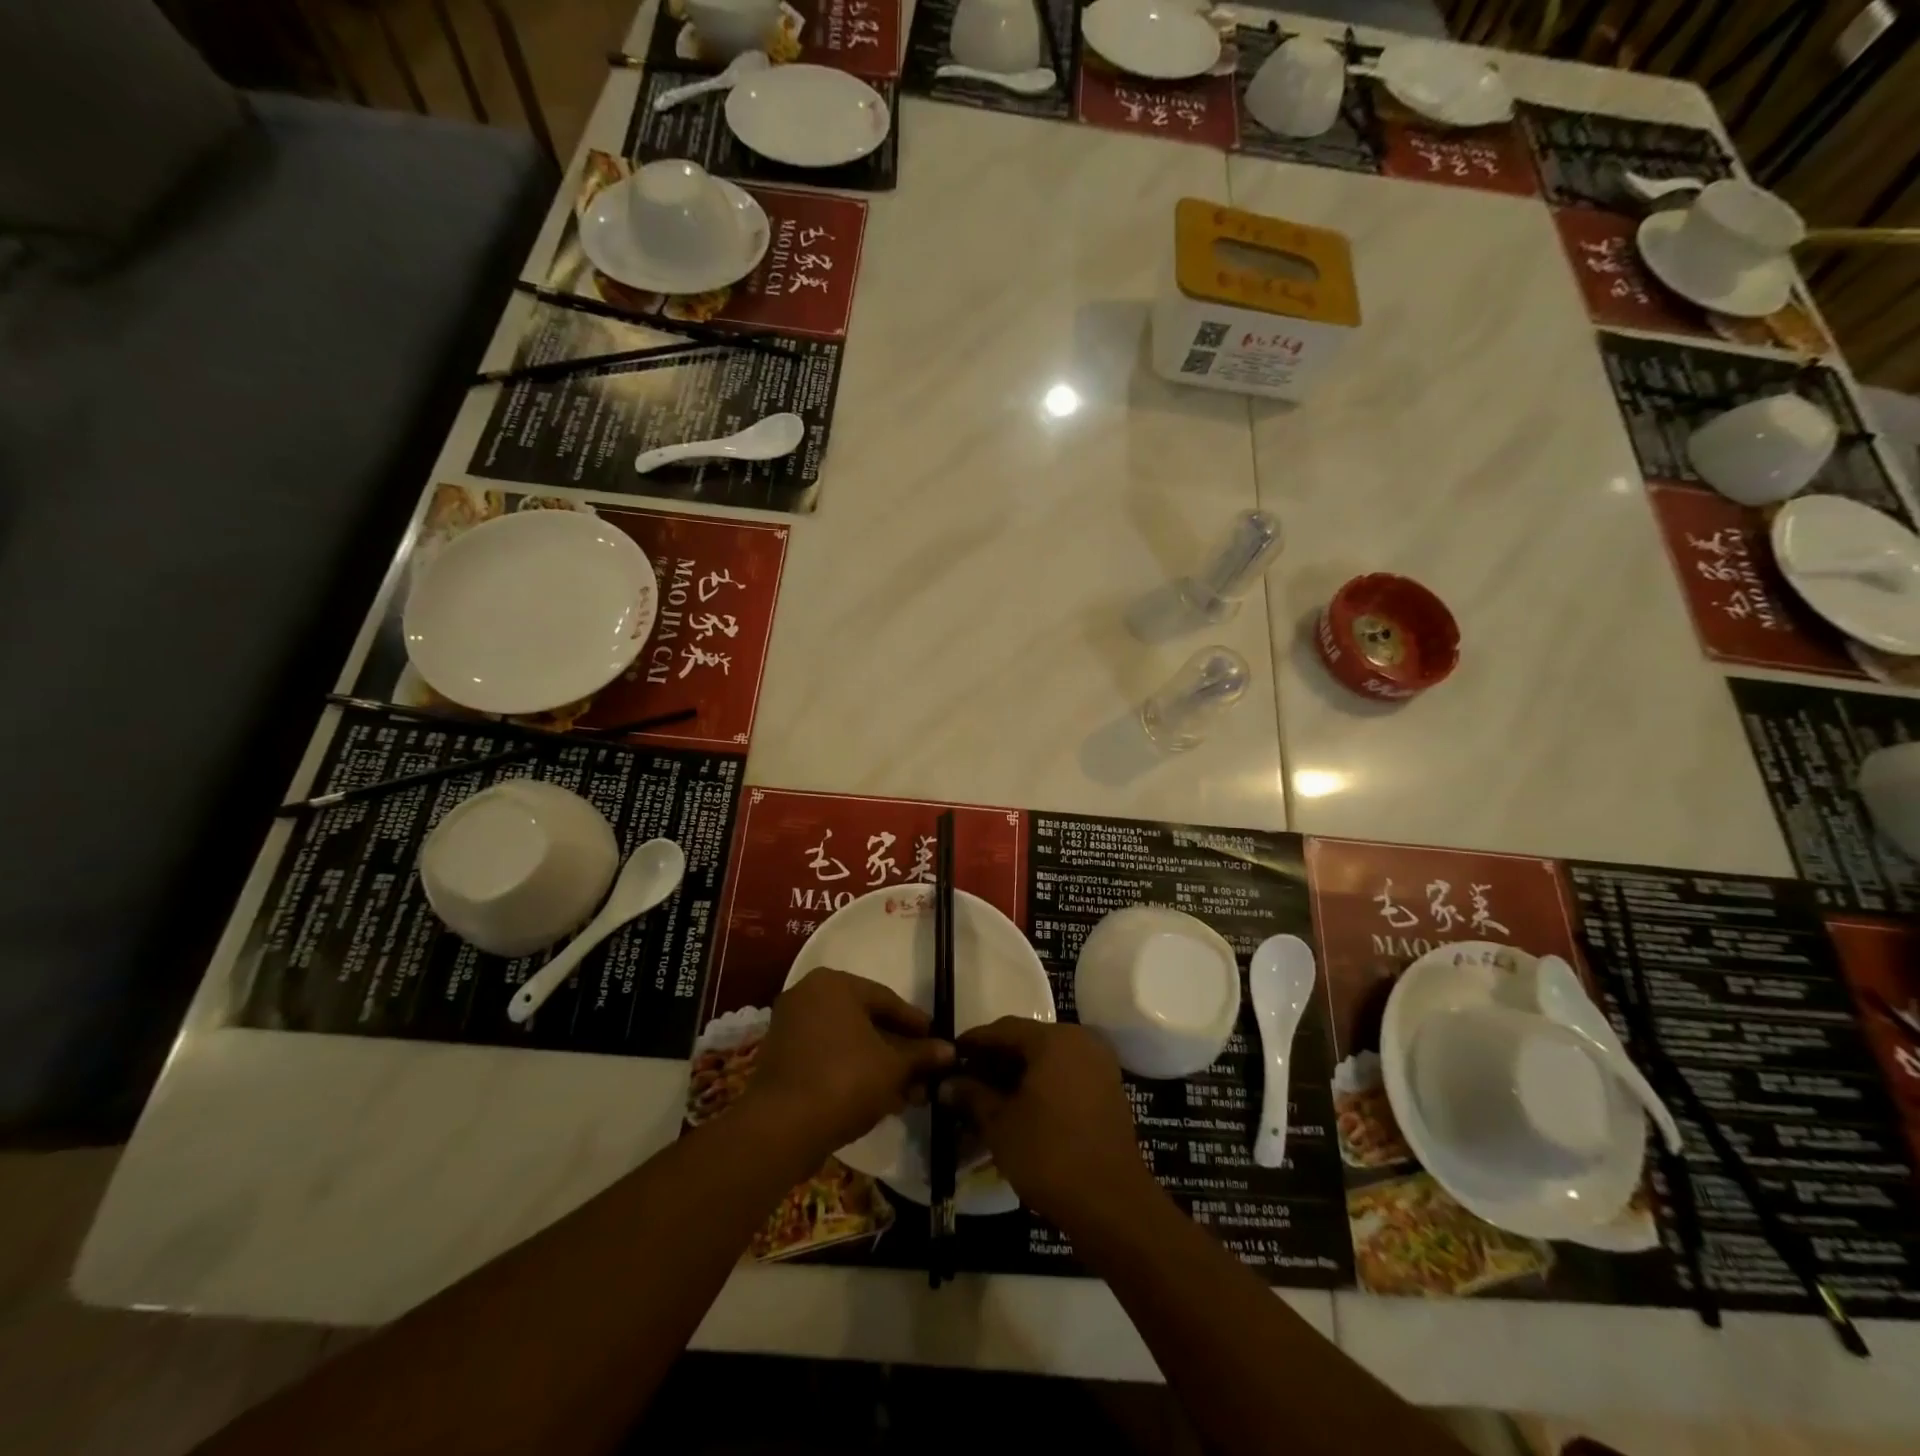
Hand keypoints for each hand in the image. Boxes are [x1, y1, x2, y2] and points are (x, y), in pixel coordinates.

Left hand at [742, 968, 953, 1162]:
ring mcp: (791, 1027)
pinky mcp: (782, 1058)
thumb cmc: (845, 1080)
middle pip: (866, 1021)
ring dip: (878, 1065)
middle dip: (898, 1050)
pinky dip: (853, 1072)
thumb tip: (949, 1050)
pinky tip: (879, 1098)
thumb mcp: (893, 1067)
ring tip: (908, 1092)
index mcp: (834, 984)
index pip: (886, 999)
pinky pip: (827, 1057)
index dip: (916, 1024)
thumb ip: (922, 1054)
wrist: (781, 1128)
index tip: (938, 1043)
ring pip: (848, 1042)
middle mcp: (809, 995)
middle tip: (924, 1071)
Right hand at [942, 1018, 1156, 1235]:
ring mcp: (1098, 1064)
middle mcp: (1080, 1040)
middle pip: (1027, 1040)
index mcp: (1054, 1039)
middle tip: (965, 1082)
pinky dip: (1041, 1085)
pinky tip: (1019, 1109)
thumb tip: (947, 1083)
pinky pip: (1065, 1074)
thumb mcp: (1000, 1124)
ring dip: (1016, 1074)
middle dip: (994, 1060)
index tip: (948, 1059)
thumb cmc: (1049, 1155)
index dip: (973, 1043)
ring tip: (987, 1099)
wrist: (1112, 1204)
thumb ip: (971, 1095)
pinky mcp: (1108, 1089)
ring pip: (1046, 1059)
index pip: (1003, 1029)